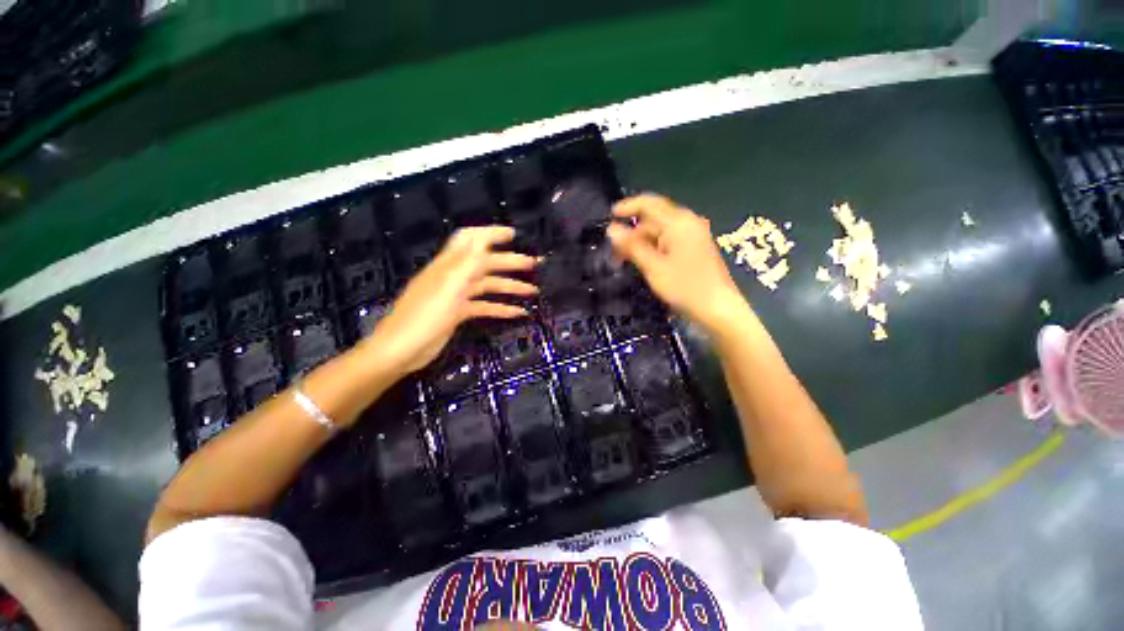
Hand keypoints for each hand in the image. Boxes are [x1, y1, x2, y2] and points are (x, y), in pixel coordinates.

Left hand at [363, 226, 538, 374]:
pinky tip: (518, 313)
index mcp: (448, 265)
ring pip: (487, 285)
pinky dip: (501, 308)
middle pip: (485, 263)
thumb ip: (467, 262)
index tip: (514, 234)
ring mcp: (455, 296)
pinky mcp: (458, 313)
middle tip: (534, 265)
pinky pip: (483, 306)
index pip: (470, 240)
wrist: (400, 352)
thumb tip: (484, 239)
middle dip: (510, 262)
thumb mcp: (447, 288)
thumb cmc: (423, 318)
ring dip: (510, 287)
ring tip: (532, 291)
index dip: (491, 233)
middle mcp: (453, 276)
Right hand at [607, 194, 748, 333]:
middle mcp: (687, 223)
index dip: (627, 207)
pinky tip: (643, 263)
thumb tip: (611, 229)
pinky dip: (652, 249)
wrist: (718, 309)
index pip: (649, 203)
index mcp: (679, 222)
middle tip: (613, 254)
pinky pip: (667, 241)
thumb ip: (631, 246)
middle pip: (653, 219)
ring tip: (624, 262)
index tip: (609, 216)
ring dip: (640, 243)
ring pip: (659, 232)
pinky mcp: (693, 248)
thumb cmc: (685, 287)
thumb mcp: (653, 267)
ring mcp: (692, 236)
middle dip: (632, 233)